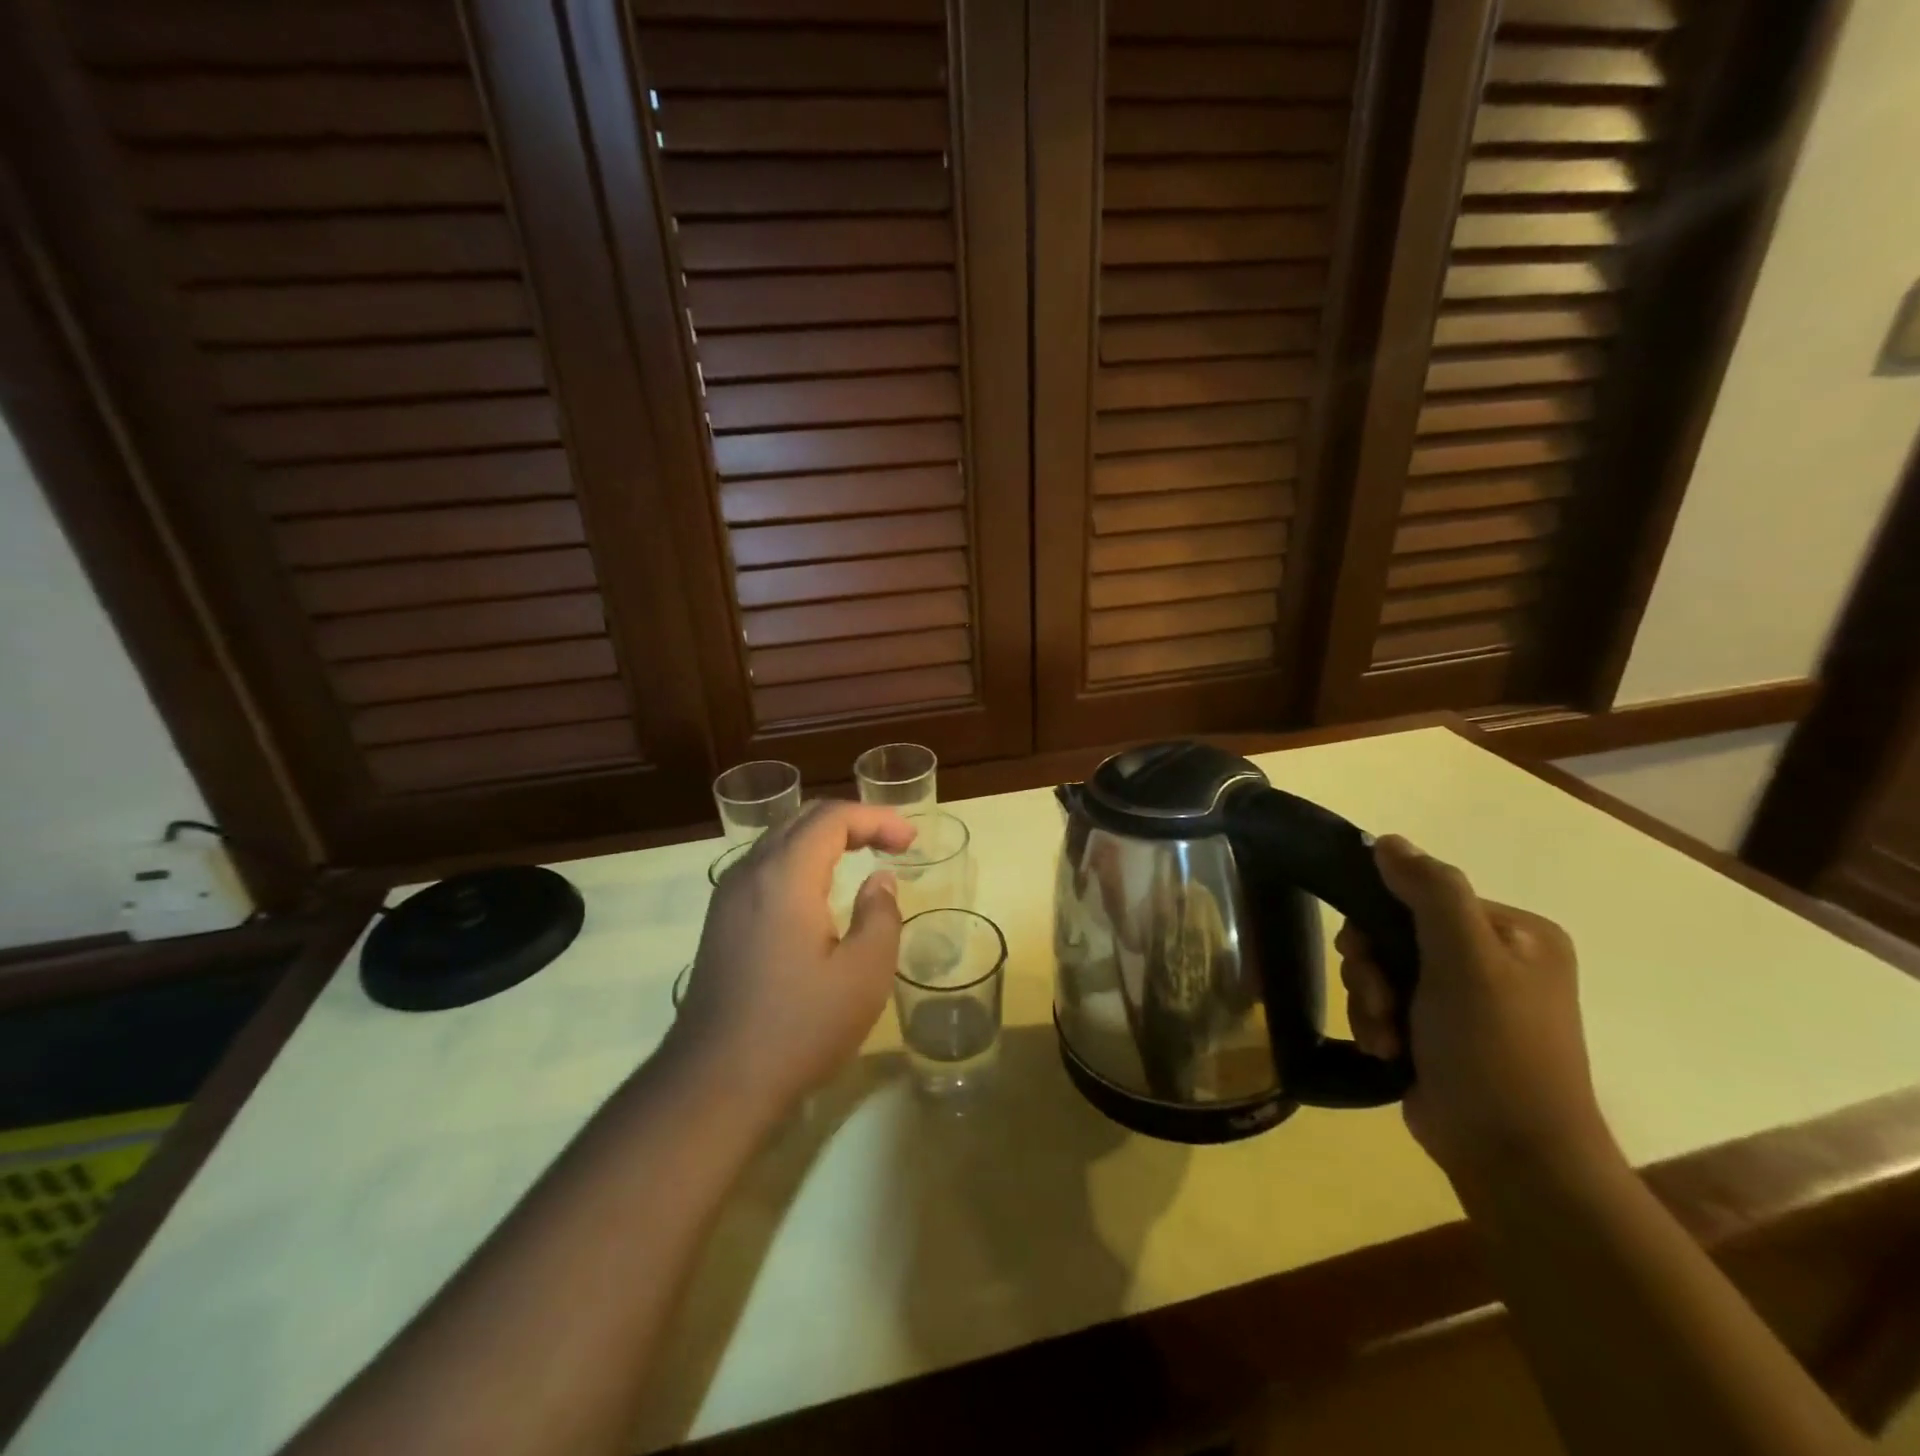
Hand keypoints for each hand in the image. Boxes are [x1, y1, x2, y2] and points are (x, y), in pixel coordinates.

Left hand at [670, 801, 912, 1116]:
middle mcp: (750, 873)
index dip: (877, 818)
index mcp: (785, 876)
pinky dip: (801, 859)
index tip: (911, 841)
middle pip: (803, 819)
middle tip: (893, 841)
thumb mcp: (864, 975)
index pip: (833, 818)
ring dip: (825, 838)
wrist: (714, 1083)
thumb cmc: (798, 1027)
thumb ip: (881, 916)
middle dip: (853, 821)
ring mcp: (728, 897)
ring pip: (780, 840)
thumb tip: (879, 879)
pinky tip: (820, 889)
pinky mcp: (720, 922)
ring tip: (863, 853)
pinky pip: (765, 866)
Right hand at [1338, 835, 1617, 1188]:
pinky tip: (1389, 1051)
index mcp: (1514, 933)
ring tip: (1387, 1036)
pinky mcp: (1437, 1035)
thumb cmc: (1495, 1048)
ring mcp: (1464, 1001)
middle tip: (1379, 999)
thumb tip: (1387, 841)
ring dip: (1370, 1001)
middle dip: (1373, 968)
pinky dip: (1377, 1026)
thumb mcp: (1466, 959)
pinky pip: (1385, 1006)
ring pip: (1382, 971)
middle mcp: (1492, 960)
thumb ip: (1430, 892)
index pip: (1423, 896)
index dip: (1381, 917)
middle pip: (1395, 933)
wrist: (1511, 1157)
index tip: (1365, 950)